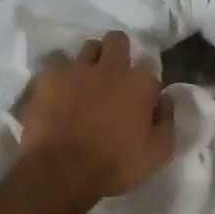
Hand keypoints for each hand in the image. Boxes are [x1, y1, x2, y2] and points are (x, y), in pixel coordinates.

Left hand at [19, 31, 173, 201]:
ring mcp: (76, 69)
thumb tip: (165, 100)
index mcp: (139, 83)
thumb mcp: (157, 153)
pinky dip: (62, 78)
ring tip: (86, 83)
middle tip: (114, 77)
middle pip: (117, 41)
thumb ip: (166, 121)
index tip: (141, 102)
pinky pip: (57, 66)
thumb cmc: (114, 165)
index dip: (146, 87)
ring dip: (91, 61)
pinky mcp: (48, 78)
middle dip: (118, 53)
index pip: (149, 71)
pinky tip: (59, 95)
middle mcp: (110, 67)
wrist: (61, 172)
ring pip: (88, 48)